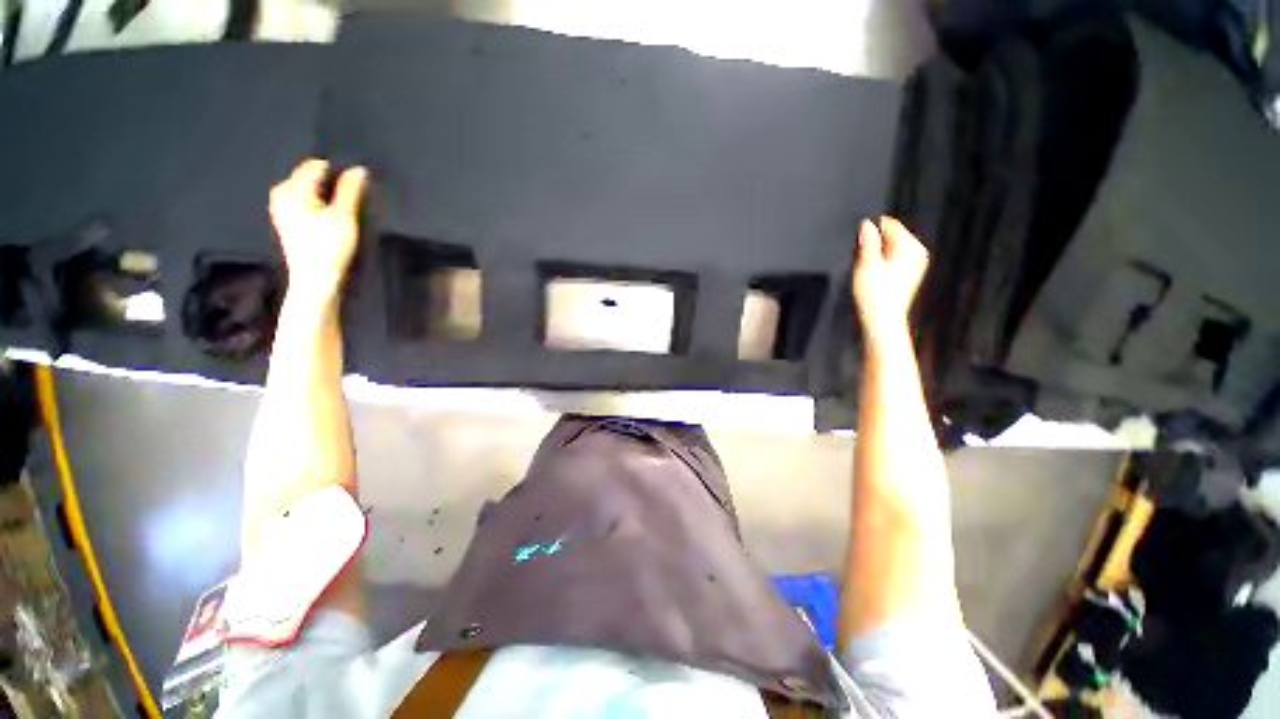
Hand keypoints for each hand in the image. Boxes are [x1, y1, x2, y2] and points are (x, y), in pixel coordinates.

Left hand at [269, 159, 368, 303]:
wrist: (315, 279)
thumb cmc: (329, 246)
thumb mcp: (344, 216)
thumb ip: (350, 190)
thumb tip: (359, 169)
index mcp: (292, 188)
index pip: (317, 166)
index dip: (338, 173)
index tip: (355, 188)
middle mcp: (282, 192)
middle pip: (311, 177)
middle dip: (331, 184)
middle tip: (352, 201)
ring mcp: (282, 207)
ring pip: (309, 191)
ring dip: (327, 196)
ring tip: (343, 211)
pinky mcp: (288, 221)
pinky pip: (305, 202)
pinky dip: (319, 206)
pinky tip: (330, 220)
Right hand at [852, 216, 928, 343]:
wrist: (882, 319)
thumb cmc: (877, 295)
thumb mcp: (867, 263)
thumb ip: (867, 240)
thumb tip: (866, 225)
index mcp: (912, 247)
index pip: (889, 225)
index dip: (870, 233)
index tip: (859, 246)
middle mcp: (917, 254)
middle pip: (889, 239)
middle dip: (873, 247)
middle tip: (863, 264)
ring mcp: (914, 266)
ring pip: (887, 252)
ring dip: (874, 258)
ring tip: (867, 274)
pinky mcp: (907, 277)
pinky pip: (889, 263)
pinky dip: (879, 268)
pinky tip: (872, 279)